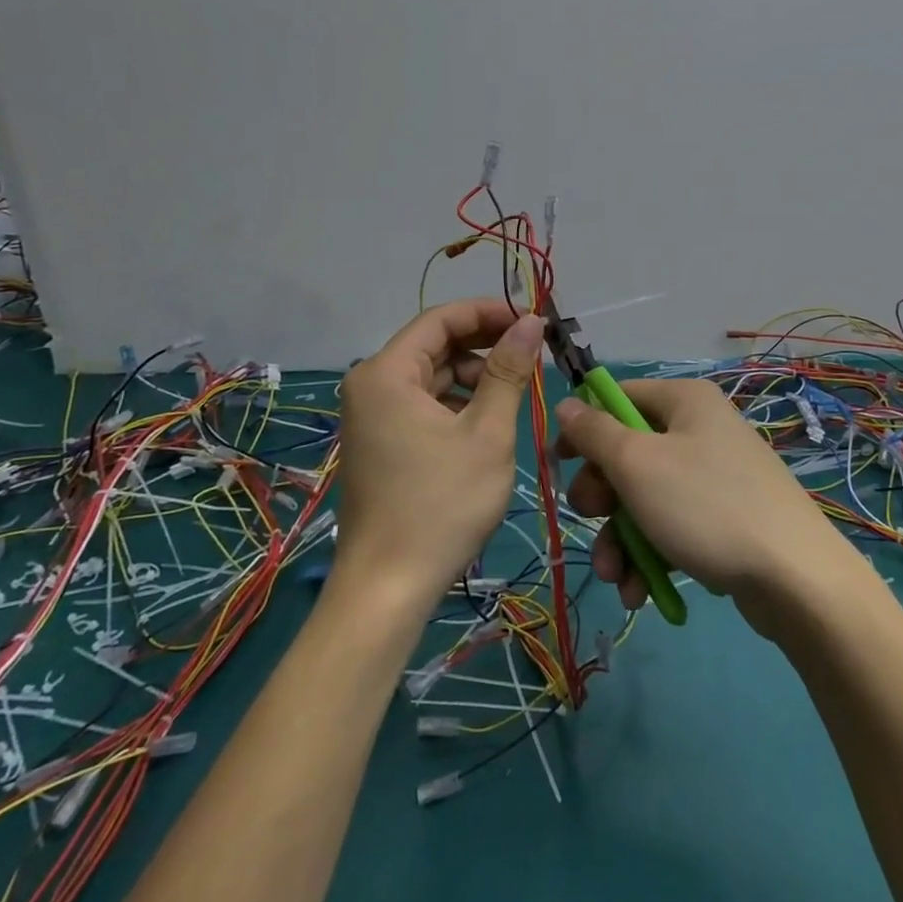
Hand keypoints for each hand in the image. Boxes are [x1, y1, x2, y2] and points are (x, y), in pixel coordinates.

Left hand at [335, 300, 545, 608]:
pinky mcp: (379, 440)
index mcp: (386, 373)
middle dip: (484, 345)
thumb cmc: (441, 505)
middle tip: (532, 355)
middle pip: (434, 345)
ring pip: (431, 375)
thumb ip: (508, 371)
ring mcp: (370, 415)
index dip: (489, 313)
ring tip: (516, 391)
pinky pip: (422, 403)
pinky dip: (456, 403)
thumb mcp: (486, 433)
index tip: (532, 321)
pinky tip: (487, 420)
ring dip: (474, 376)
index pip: (441, 319)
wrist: (388, 589)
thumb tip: (531, 321)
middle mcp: (370, 384)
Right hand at [555, 379, 856, 635]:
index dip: (584, 428)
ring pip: (645, 496)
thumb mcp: (637, 464)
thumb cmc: (705, 505)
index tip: (559, 464)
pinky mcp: (724, 517)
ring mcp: (715, 475)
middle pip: (628, 452)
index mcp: (684, 400)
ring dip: (620, 537)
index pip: (617, 397)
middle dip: (602, 496)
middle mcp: (701, 428)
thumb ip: (594, 432)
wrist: (796, 578)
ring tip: (614, 576)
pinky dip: (651, 553)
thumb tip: (567, 403)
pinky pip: (672, 524)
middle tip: (589, 520)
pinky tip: (639, 591)